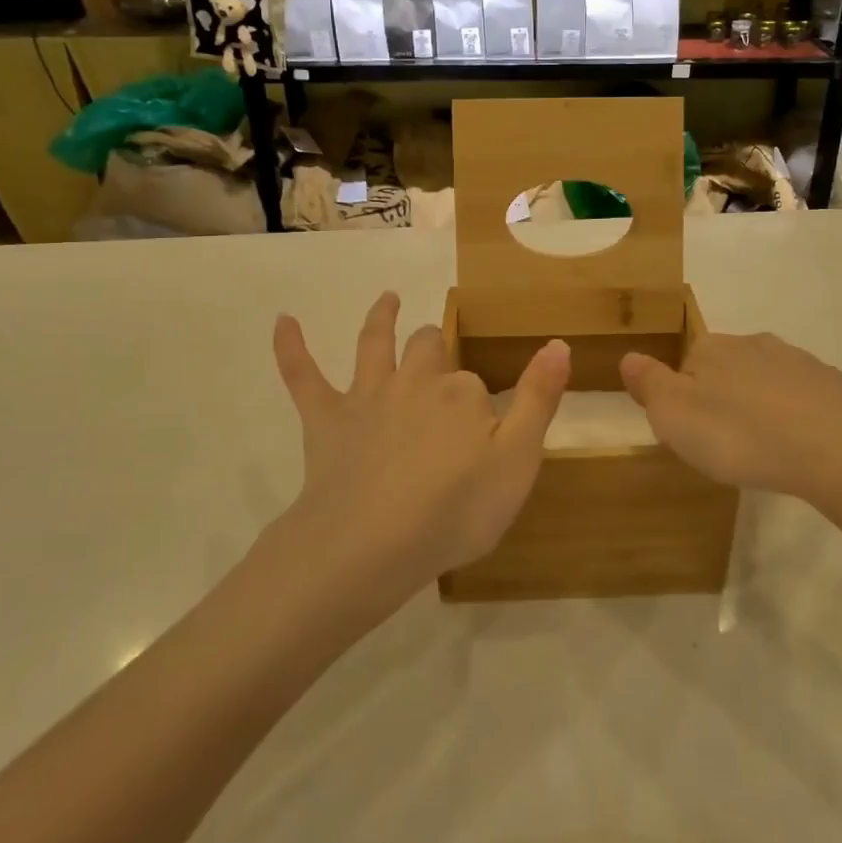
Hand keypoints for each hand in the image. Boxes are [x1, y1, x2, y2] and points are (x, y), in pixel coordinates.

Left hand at [272, 292, 569, 595]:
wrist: (371, 544)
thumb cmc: (455, 510)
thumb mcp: (518, 460)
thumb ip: (539, 399)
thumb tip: (558, 342)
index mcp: (461, 393)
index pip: (476, 383)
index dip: (481, 404)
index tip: (485, 434)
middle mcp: (415, 382)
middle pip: (427, 350)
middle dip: (435, 348)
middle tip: (441, 356)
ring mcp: (367, 398)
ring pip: (374, 346)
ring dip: (380, 319)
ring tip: (387, 298)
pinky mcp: (325, 421)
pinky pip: (303, 377)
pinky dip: (291, 348)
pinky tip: (283, 321)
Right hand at [620, 332, 841, 515]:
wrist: (833, 449)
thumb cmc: (740, 435)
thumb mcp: (673, 416)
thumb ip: (648, 384)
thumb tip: (630, 357)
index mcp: (713, 350)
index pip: (687, 364)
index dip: (684, 397)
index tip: (691, 433)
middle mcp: (757, 345)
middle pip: (732, 366)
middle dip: (728, 393)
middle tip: (729, 439)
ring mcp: (804, 363)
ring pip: (778, 374)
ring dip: (772, 395)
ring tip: (774, 436)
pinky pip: (841, 385)